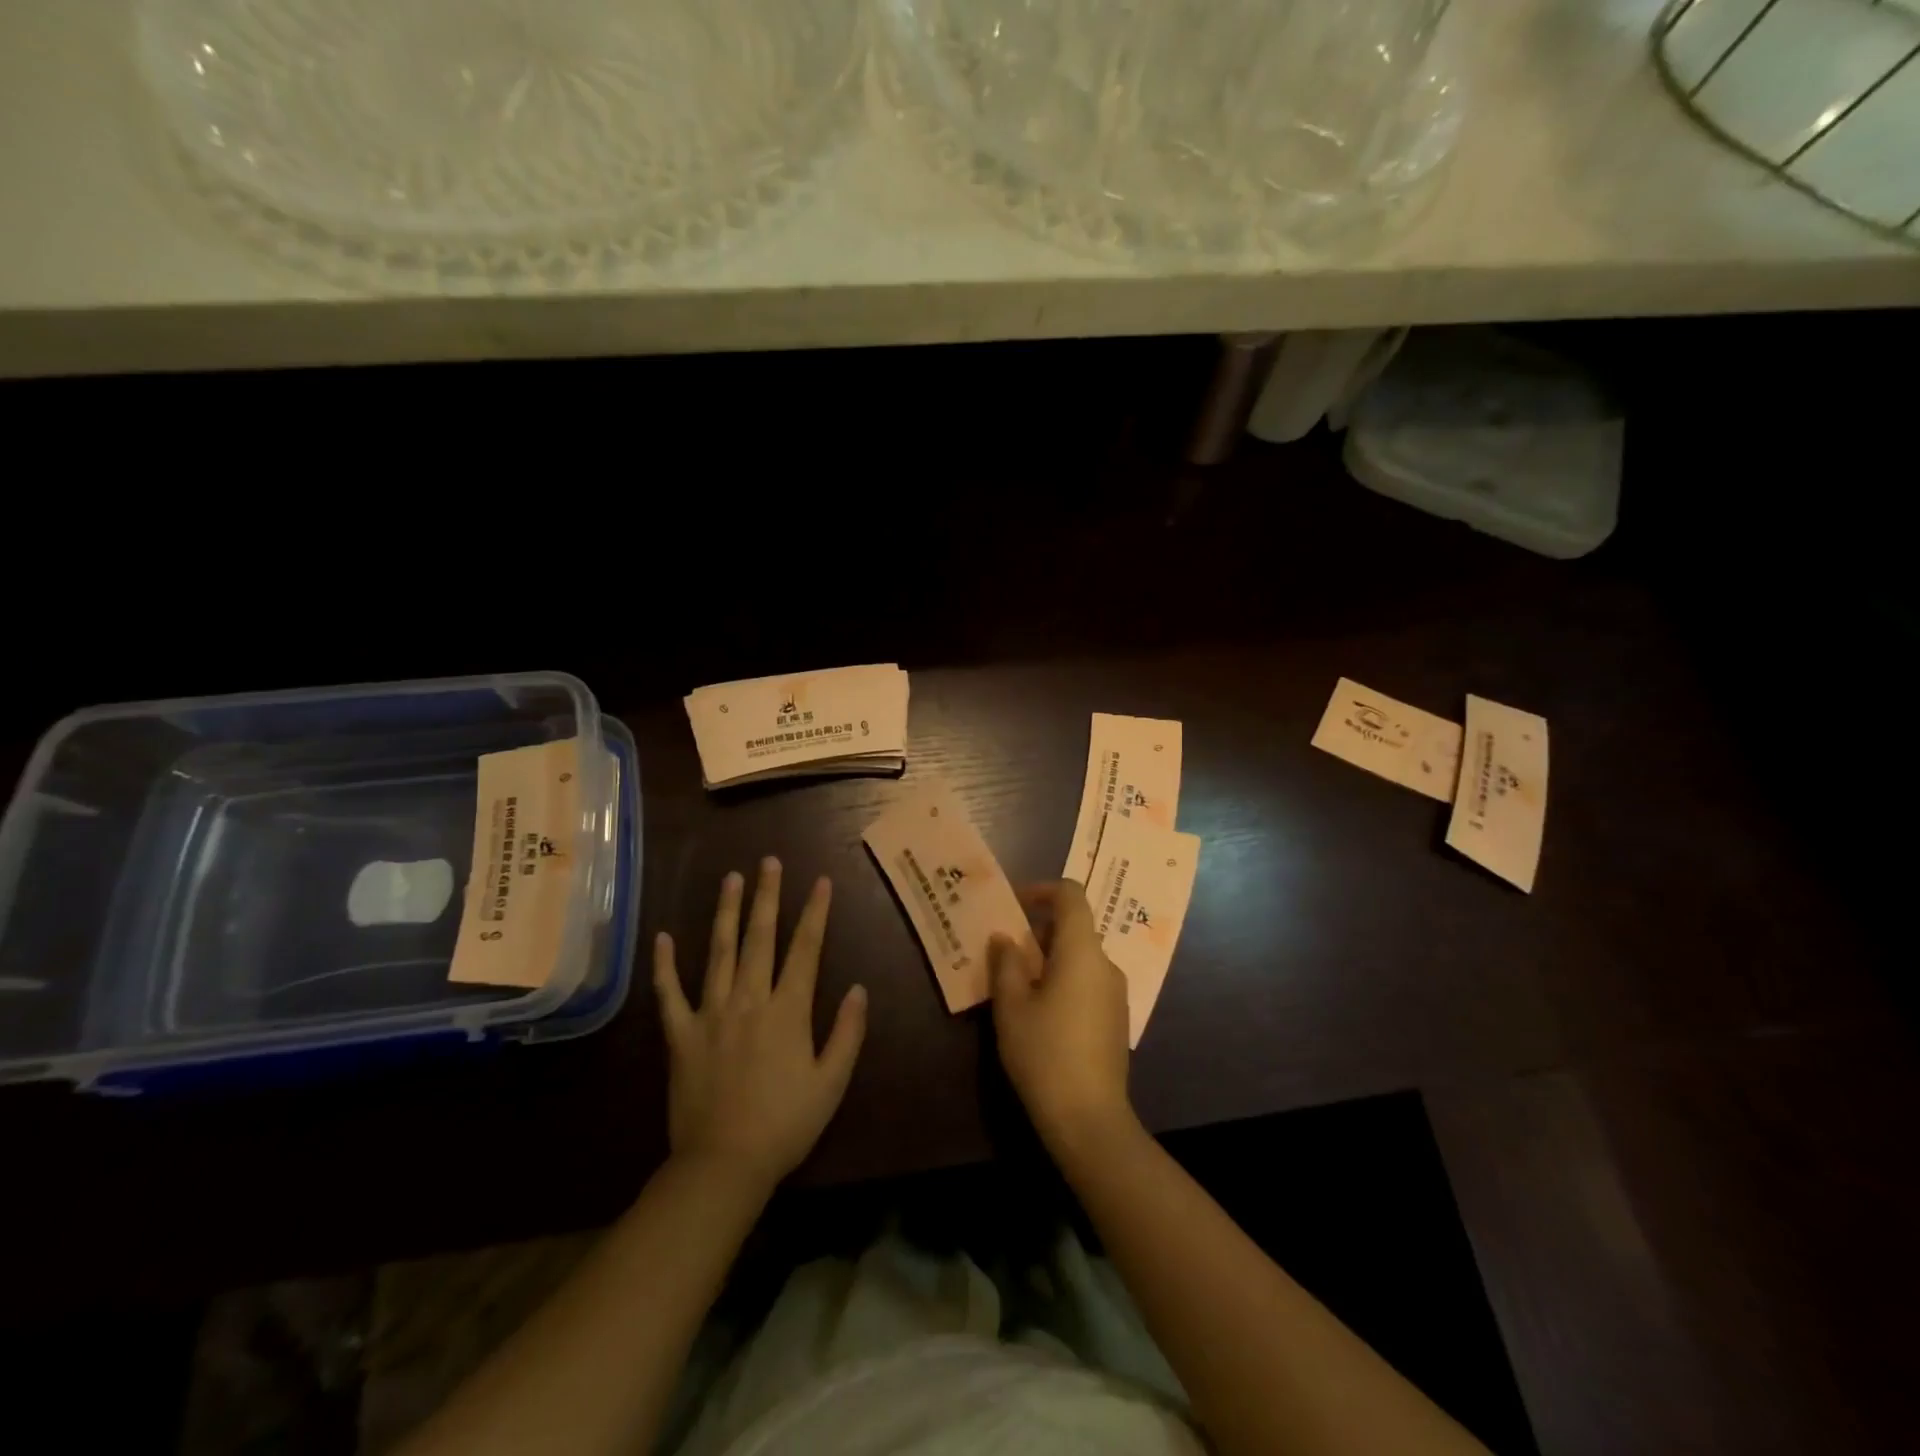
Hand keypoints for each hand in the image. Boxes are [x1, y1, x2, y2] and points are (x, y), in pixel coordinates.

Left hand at [653, 858, 866, 1196]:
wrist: (723, 1164)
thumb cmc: (786, 1124)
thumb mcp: (832, 1083)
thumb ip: (847, 1033)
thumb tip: (859, 988)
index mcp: (788, 1010)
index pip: (806, 949)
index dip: (815, 912)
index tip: (821, 881)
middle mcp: (749, 999)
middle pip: (760, 937)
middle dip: (767, 896)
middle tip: (769, 862)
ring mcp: (710, 1013)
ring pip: (719, 951)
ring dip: (726, 912)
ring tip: (731, 878)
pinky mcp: (680, 1035)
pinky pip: (670, 993)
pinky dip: (665, 965)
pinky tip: (664, 937)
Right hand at [989, 881, 1134, 1149]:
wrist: (1089, 1119)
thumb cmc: (1044, 1053)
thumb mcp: (1012, 1006)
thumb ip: (1006, 963)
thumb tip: (1005, 938)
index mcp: (1082, 951)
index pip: (1071, 896)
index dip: (1042, 890)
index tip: (1015, 905)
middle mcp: (1105, 964)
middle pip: (1075, 927)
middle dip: (1039, 932)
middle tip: (1005, 953)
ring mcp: (1116, 993)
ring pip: (1080, 957)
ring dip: (1050, 958)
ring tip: (1017, 985)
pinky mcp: (1117, 1019)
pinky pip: (1089, 982)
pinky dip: (1064, 980)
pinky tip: (1042, 1013)